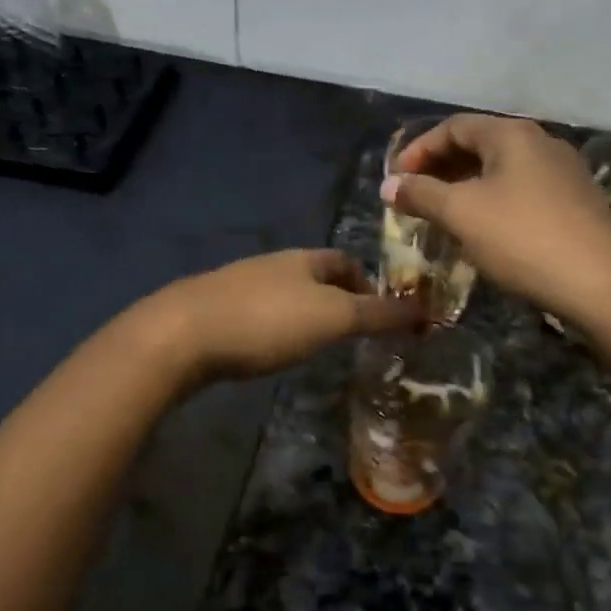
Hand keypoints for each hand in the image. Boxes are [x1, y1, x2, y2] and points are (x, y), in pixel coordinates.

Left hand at [146, 250, 423, 386]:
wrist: (183, 334)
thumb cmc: (267, 321)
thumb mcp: (333, 318)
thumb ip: (380, 315)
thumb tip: (428, 311)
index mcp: (304, 259)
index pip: (345, 261)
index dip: (367, 283)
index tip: (382, 314)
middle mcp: (273, 264)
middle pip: (314, 277)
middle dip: (336, 300)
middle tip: (352, 335)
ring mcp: (239, 285)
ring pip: (284, 295)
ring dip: (304, 314)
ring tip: (316, 345)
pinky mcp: (214, 310)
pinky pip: (257, 313)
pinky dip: (274, 327)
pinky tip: (270, 350)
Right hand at [384, 115, 610, 323]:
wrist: (602, 284)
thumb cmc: (522, 238)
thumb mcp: (462, 214)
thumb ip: (421, 194)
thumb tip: (389, 185)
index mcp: (512, 134)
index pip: (454, 127)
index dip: (419, 150)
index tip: (396, 180)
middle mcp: (540, 142)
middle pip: (479, 144)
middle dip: (441, 168)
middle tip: (415, 197)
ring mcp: (563, 172)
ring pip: (501, 169)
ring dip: (465, 186)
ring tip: (442, 214)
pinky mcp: (575, 202)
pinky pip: (521, 190)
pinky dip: (492, 201)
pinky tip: (483, 229)